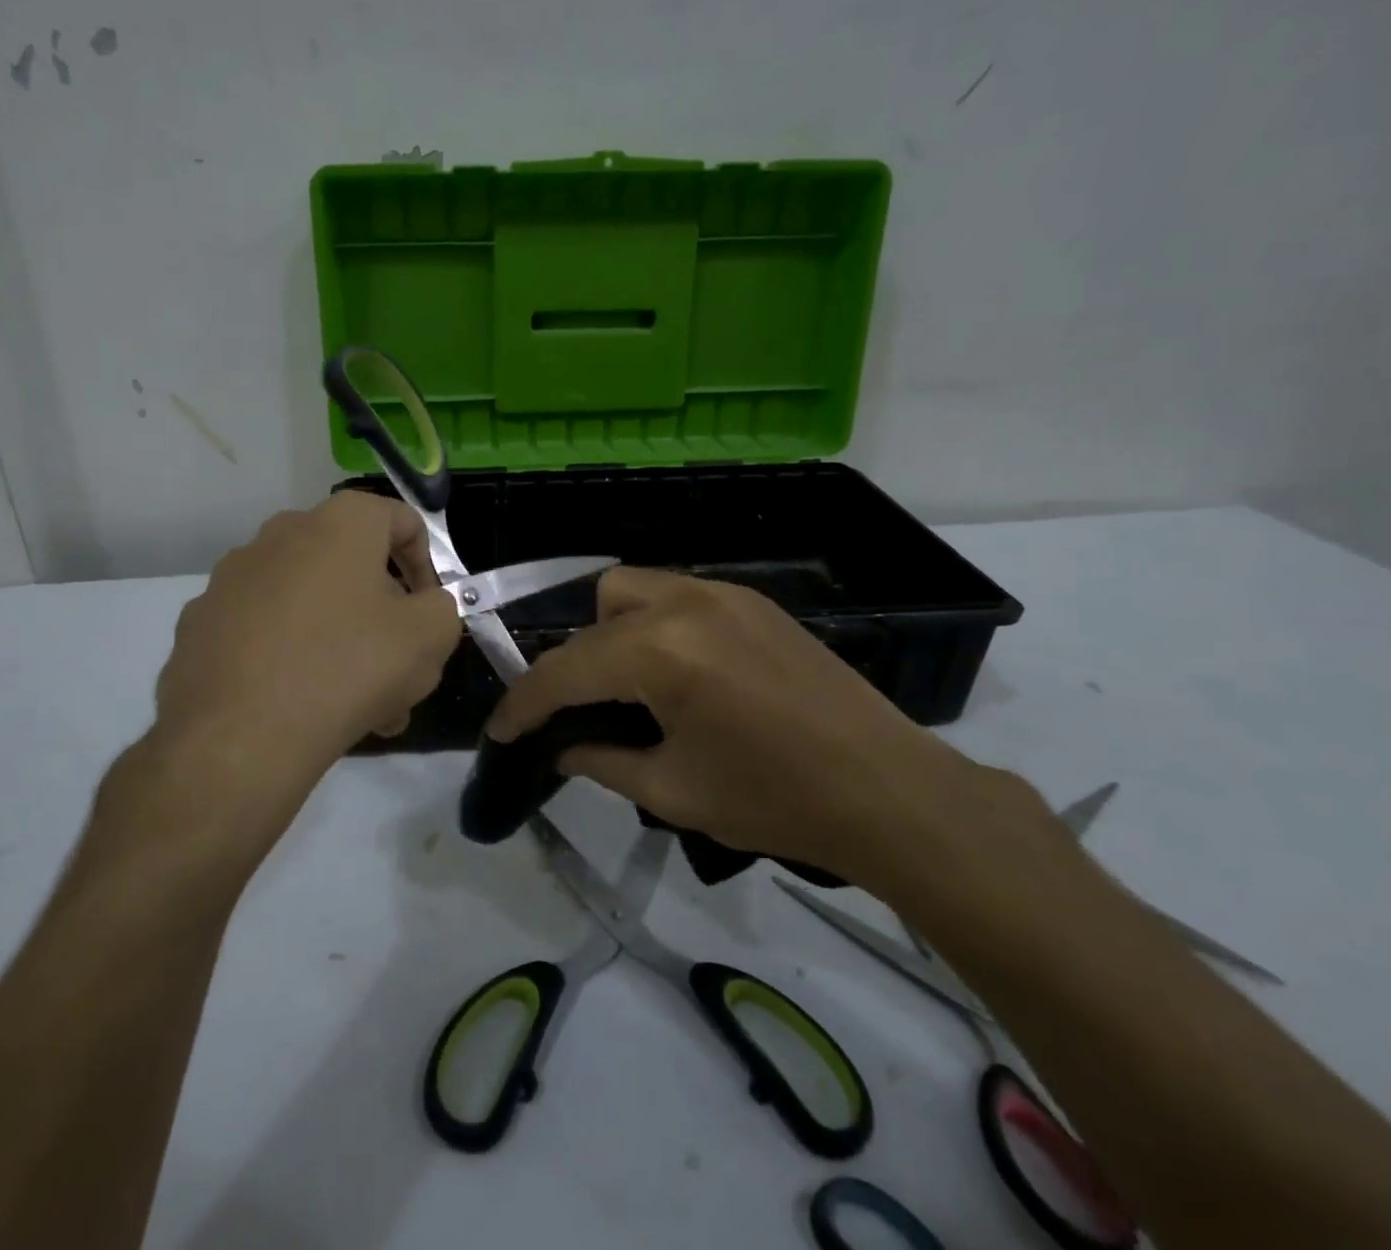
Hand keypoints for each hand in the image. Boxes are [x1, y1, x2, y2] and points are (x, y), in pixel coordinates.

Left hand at [98, 492, 460, 865]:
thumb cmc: (348, 669)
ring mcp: (232, 579)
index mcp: (337, 524)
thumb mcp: (430, 637)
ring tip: (360, 707)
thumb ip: (443, 608)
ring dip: (342, 643)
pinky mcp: (200, 623)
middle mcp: (280, 535)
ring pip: (309, 604)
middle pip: (353, 567)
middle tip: (400, 669)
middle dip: (384, 617)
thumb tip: (424, 607)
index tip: (429, 613)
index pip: (400, 520)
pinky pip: (265, 631)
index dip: (427, 565)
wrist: (239, 738)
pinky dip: (290, 656)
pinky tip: (303, 706)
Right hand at [485, 567, 996, 890]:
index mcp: (660, 650)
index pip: (565, 669)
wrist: (890, 790)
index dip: (524, 703)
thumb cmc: (775, 799)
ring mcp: (725, 594)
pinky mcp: (754, 602)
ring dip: (613, 633)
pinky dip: (655, 627)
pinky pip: (678, 598)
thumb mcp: (673, 791)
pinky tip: (677, 675)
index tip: (500, 730)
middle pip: (596, 609)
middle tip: (578, 710)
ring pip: (635, 591)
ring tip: (628, 689)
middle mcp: (685, 602)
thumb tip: (559, 749)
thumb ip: (601, 760)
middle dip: (573, 660)